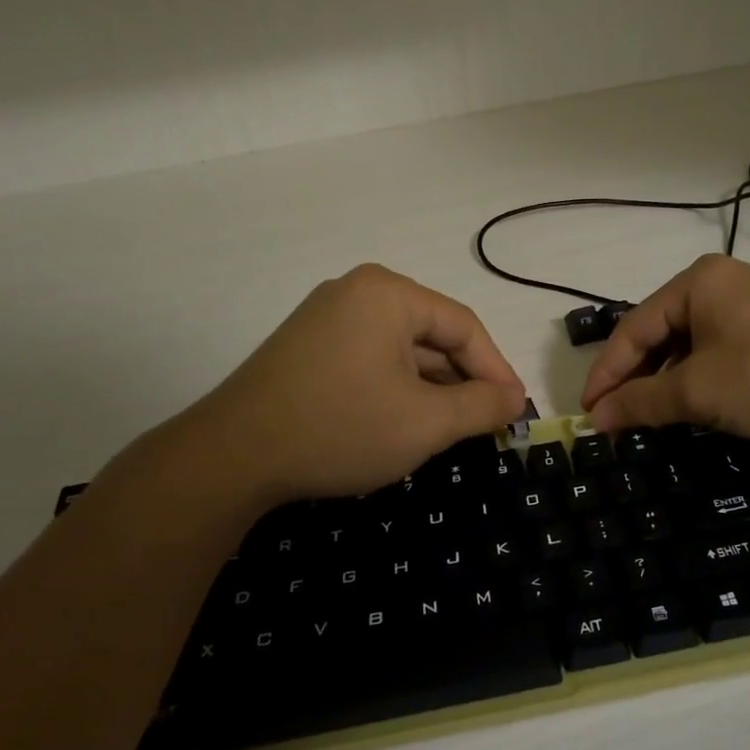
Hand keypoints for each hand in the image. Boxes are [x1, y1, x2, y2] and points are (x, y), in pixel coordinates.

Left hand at [158, 265, 525, 509]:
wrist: (232, 457)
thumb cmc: (341, 428)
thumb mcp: (425, 422)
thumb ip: (480, 406)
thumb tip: (515, 399)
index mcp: (388, 293)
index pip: (464, 327)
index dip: (497, 370)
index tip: (517, 411)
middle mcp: (357, 293)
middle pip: (432, 335)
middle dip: (463, 382)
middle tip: (488, 424)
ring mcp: (327, 318)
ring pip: (402, 351)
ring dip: (431, 389)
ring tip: (453, 430)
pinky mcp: (308, 347)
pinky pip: (372, 360)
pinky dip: (397, 389)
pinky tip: (407, 423)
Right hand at [580, 255, 749, 441]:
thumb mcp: (699, 391)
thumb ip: (641, 402)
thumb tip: (595, 418)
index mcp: (696, 282)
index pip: (632, 328)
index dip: (605, 374)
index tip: (586, 414)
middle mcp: (721, 283)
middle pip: (659, 333)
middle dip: (636, 378)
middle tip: (615, 420)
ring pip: (690, 345)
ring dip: (667, 382)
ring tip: (651, 418)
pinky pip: (720, 350)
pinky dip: (700, 379)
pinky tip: (697, 405)